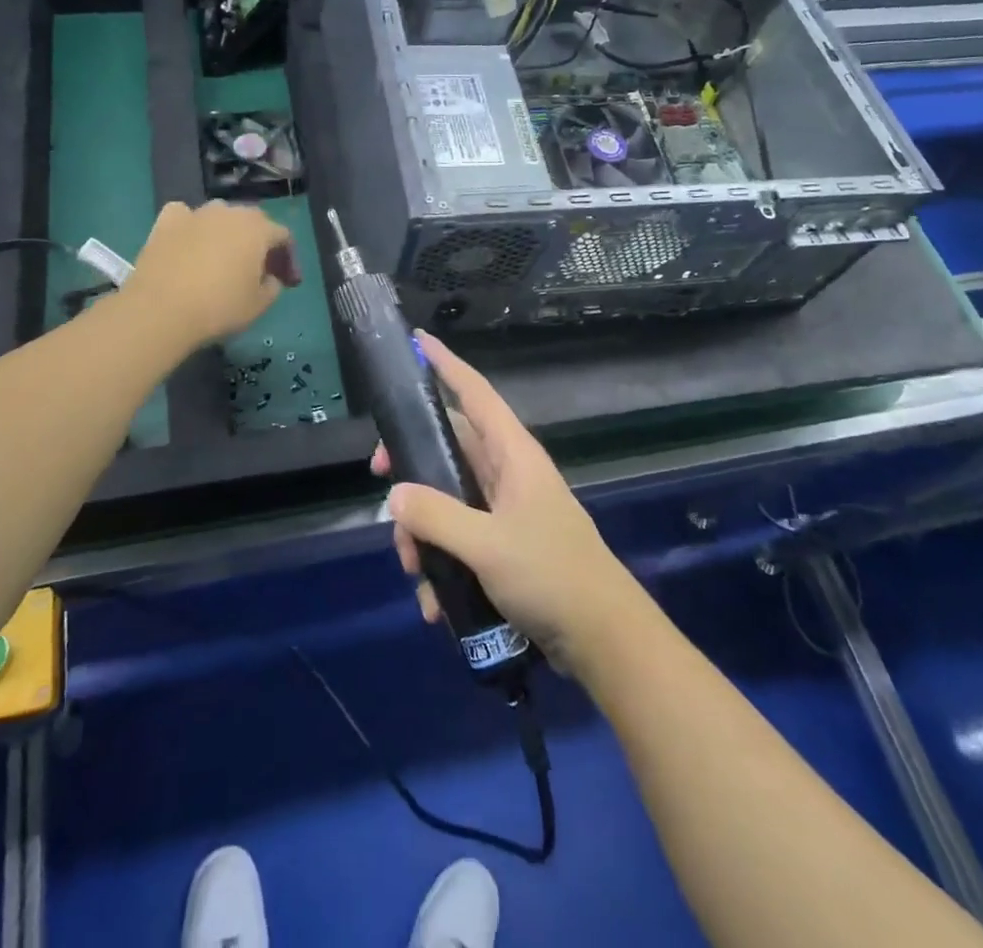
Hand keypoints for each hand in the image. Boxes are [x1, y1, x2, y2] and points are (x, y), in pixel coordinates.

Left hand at [123, 201, 298, 348]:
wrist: (161, 310)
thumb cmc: (219, 308)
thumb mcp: (259, 305)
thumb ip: (273, 287)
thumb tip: (270, 277)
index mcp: (258, 230)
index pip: (283, 236)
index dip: (288, 258)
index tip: (286, 281)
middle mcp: (230, 212)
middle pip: (253, 220)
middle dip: (260, 242)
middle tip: (258, 269)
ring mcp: (196, 213)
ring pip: (220, 214)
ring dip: (227, 231)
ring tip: (222, 255)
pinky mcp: (166, 221)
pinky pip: (185, 215)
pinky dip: (191, 225)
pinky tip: (189, 241)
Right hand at [373, 332, 636, 671]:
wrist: (603, 640)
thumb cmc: (551, 575)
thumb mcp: (488, 545)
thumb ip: (436, 517)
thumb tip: (394, 495)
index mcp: (513, 454)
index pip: (475, 393)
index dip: (446, 364)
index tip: (416, 341)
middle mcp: (507, 474)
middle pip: (448, 447)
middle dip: (411, 465)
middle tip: (379, 476)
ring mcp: (505, 511)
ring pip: (446, 498)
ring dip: (422, 531)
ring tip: (414, 570)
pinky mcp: (502, 546)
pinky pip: (458, 539)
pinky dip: (441, 564)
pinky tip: (434, 604)